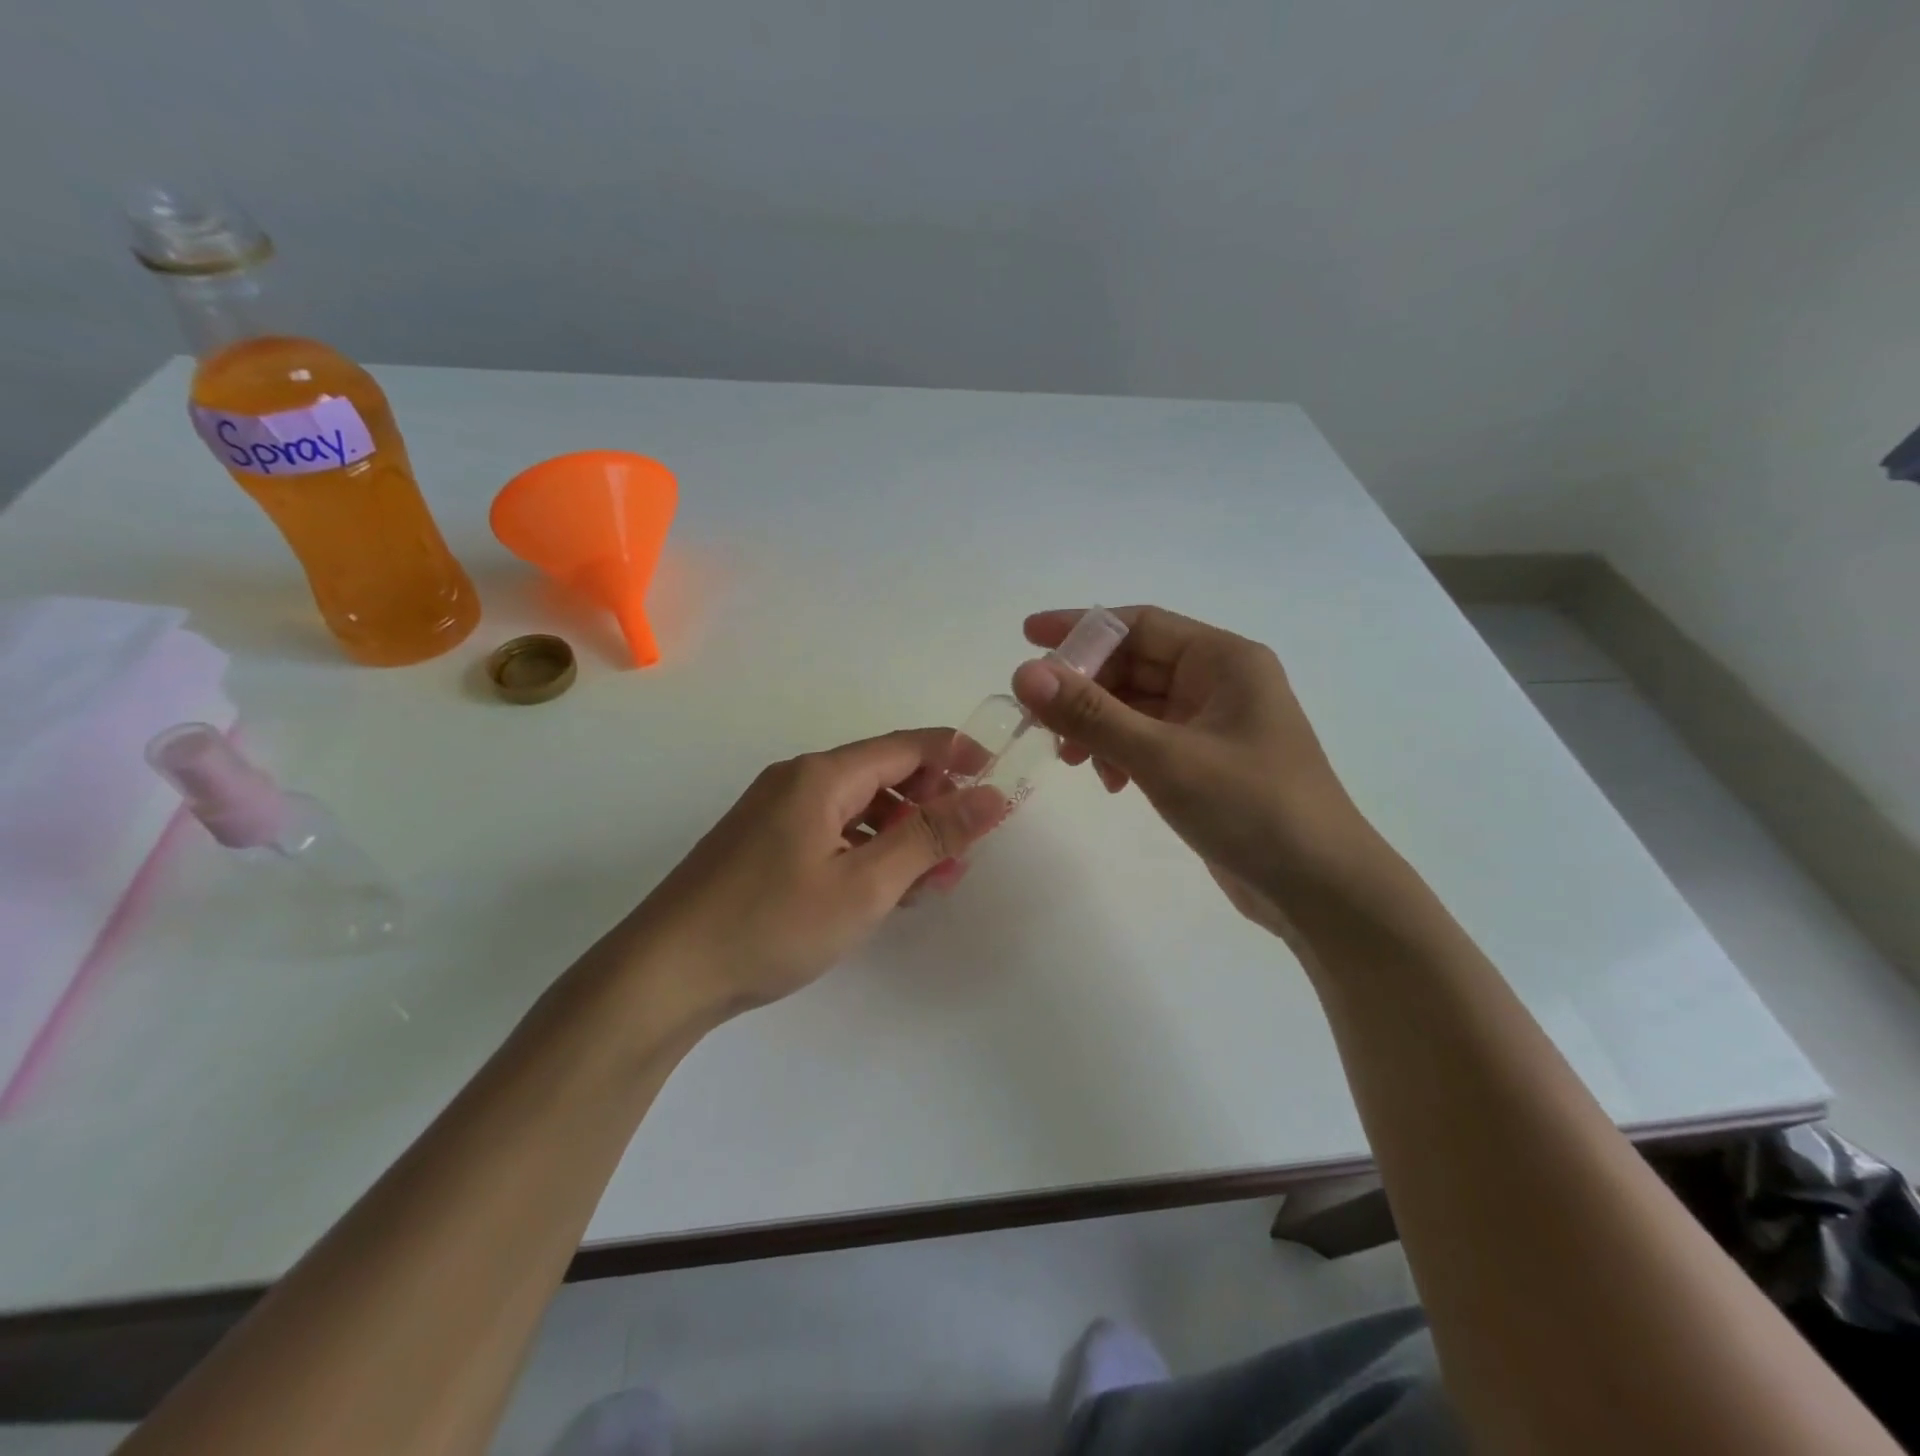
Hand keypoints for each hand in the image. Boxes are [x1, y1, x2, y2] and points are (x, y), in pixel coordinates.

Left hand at [623, 729, 1004, 1023]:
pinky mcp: (763, 844)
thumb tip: (992, 795)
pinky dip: (867, 852)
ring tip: (932, 882)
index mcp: (822, 776)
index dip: (958, 756)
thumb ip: (931, 836)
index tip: (998, 782)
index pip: (907, 746)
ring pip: (859, 809)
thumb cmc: (772, 924)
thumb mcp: (866, 884)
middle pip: (884, 776)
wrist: (665, 974)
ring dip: (902, 836)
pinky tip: (882, 891)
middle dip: (932, 807)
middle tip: (963, 853)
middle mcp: (798, 780)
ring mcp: (776, 812)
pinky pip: (832, 832)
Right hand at [1012, 606, 1381, 935]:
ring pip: (1138, 706)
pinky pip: (1149, 739)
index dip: (1080, 628)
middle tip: (1040, 720)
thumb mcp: (1164, 757)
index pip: (1139, 625)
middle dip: (1085, 689)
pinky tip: (1110, 783)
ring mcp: (1215, 724)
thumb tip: (1024, 673)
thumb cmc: (1251, 808)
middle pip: (1135, 665)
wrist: (1320, 890)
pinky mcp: (1208, 762)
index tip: (1027, 638)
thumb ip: (1091, 714)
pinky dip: (1121, 752)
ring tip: (1073, 761)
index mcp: (1224, 660)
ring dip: (1099, 725)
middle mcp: (1220, 682)